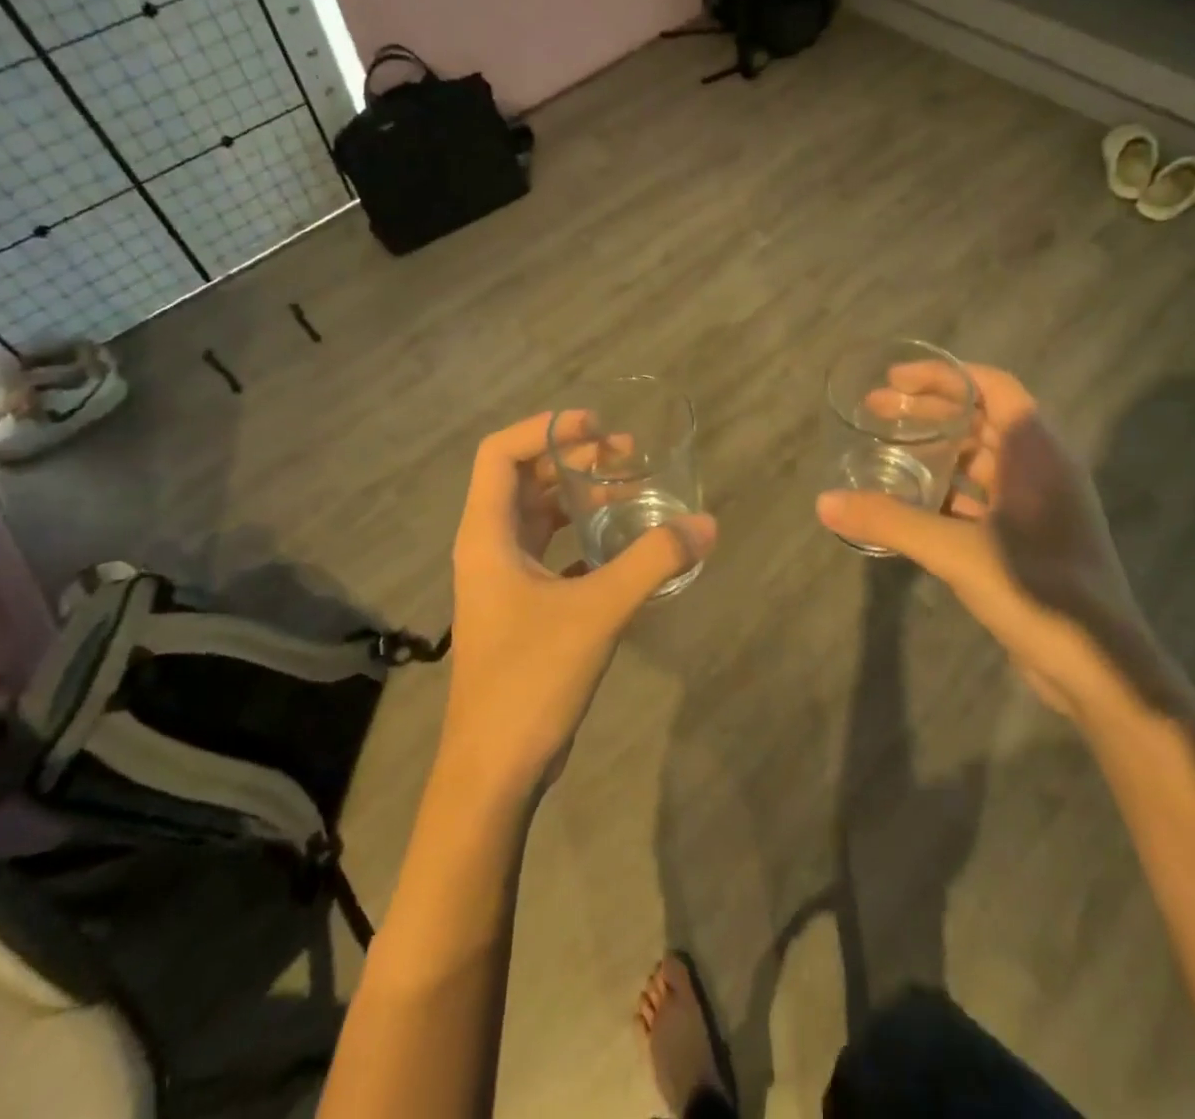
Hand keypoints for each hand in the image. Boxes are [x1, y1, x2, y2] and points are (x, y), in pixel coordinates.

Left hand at [442, 412, 716, 798]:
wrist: (495, 768)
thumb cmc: (530, 678)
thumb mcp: (596, 611)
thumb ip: (652, 562)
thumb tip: (707, 524)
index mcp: (487, 535)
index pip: (499, 453)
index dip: (545, 429)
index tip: (596, 427)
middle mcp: (488, 548)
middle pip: (524, 479)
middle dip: (573, 460)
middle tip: (627, 455)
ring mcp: (503, 580)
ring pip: (539, 517)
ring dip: (580, 498)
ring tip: (631, 490)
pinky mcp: (522, 608)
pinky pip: (552, 552)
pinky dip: (583, 538)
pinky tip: (623, 544)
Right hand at [816, 363, 1176, 722]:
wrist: (1098, 667)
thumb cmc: (1036, 590)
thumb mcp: (956, 551)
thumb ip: (890, 521)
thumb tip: (824, 502)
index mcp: (1036, 454)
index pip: (993, 388)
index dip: (944, 376)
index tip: (894, 380)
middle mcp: (1041, 470)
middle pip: (981, 420)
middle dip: (929, 411)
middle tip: (876, 411)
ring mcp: (1038, 506)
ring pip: (980, 460)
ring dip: (936, 451)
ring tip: (887, 450)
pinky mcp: (1029, 539)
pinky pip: (981, 498)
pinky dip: (946, 491)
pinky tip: (910, 502)